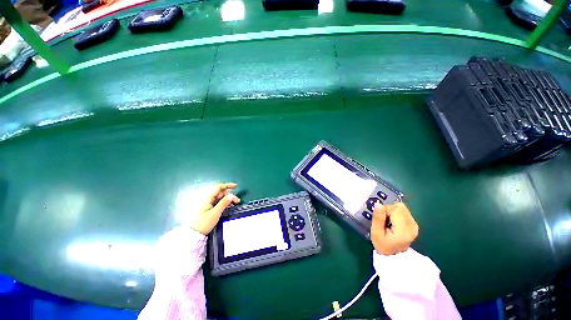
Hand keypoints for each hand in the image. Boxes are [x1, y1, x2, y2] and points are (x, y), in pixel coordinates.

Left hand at [186, 182, 240, 234]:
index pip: (218, 187)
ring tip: (233, 204)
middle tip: (237, 201)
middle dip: (229, 195)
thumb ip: (224, 203)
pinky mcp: (205, 207)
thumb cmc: (203, 223)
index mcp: (206, 198)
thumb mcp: (215, 213)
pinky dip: (222, 203)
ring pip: (218, 197)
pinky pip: (216, 202)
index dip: (227, 185)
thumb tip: (231, 195)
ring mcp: (205, 203)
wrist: (193, 235)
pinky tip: (227, 206)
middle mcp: (205, 198)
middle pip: (220, 193)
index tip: (236, 186)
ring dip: (227, 199)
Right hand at [371, 201, 418, 254]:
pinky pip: (403, 211)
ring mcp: (414, 224)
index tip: (380, 219)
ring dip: (392, 211)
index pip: (395, 209)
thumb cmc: (383, 245)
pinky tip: (393, 222)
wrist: (393, 255)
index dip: (385, 210)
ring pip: (401, 208)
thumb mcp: (376, 233)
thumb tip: (378, 204)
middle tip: (384, 220)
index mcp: (404, 230)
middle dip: (388, 210)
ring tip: (388, 221)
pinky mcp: (414, 223)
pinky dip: (396, 213)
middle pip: (399, 207)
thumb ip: (378, 218)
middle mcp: (412, 225)